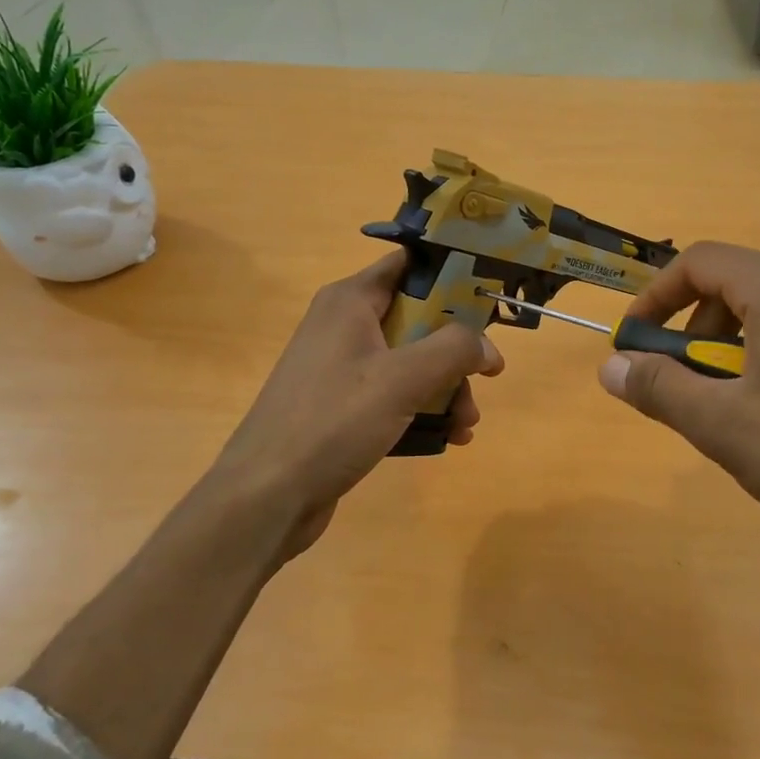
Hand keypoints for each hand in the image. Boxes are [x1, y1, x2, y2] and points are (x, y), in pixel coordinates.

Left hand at [207, 250, 504, 563]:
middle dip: (457, 349)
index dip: (453, 272)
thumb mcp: (402, 378)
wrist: (267, 495)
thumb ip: (453, 350)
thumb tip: (488, 346)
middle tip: (489, 375)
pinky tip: (449, 438)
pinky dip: (423, 409)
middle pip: (418, 318)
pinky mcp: (342, 406)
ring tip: (468, 424)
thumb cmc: (333, 421)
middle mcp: (344, 325)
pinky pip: (395, 395)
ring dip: (446, 388)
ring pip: (411, 362)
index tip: (491, 294)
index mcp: (350, 301)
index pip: (409, 264)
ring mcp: (341, 368)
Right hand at [597, 242, 759, 577]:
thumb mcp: (721, 424)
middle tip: (681, 383)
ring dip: (730, 347)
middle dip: (691, 330)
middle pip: (734, 284)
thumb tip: (609, 367)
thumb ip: (658, 388)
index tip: (632, 344)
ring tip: (728, 406)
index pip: (698, 262)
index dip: (653, 297)